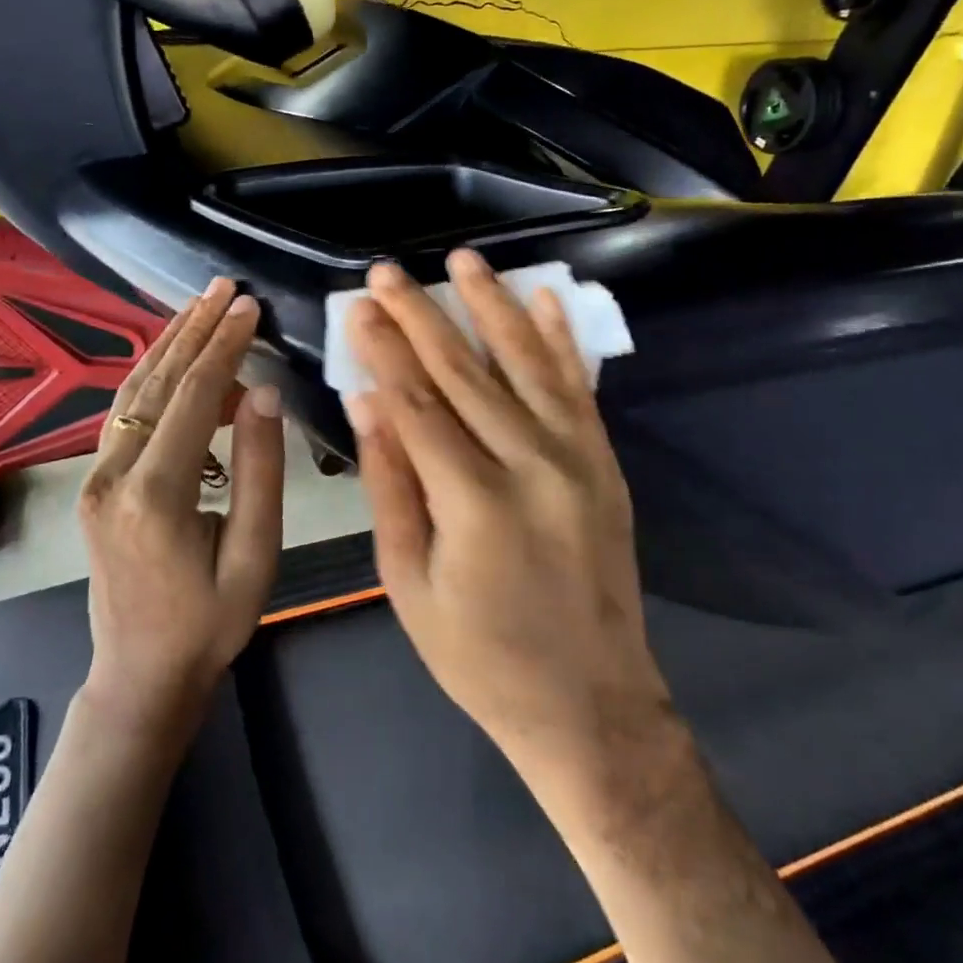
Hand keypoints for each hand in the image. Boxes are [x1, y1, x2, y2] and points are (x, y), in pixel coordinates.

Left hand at [78, 278, 282, 742]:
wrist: (141, 674)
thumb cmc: (209, 624)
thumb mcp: (255, 556)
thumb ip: (260, 471)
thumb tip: (264, 393)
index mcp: (155, 495)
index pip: (194, 398)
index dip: (224, 347)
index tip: (250, 306)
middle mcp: (113, 475)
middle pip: (156, 383)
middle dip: (193, 330)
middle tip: (225, 288)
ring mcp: (95, 477)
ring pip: (132, 392)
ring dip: (169, 344)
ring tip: (202, 306)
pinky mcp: (95, 483)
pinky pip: (124, 414)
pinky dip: (153, 376)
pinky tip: (174, 355)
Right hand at [344, 250, 674, 797]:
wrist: (590, 702)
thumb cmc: (481, 656)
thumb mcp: (410, 584)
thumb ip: (391, 486)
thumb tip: (365, 402)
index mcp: (473, 501)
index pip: (416, 402)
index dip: (383, 349)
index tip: (359, 306)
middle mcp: (531, 465)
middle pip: (465, 371)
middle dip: (422, 314)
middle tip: (389, 270)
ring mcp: (577, 459)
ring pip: (526, 364)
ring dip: (493, 306)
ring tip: (464, 259)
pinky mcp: (603, 464)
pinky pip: (579, 388)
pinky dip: (561, 340)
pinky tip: (546, 299)